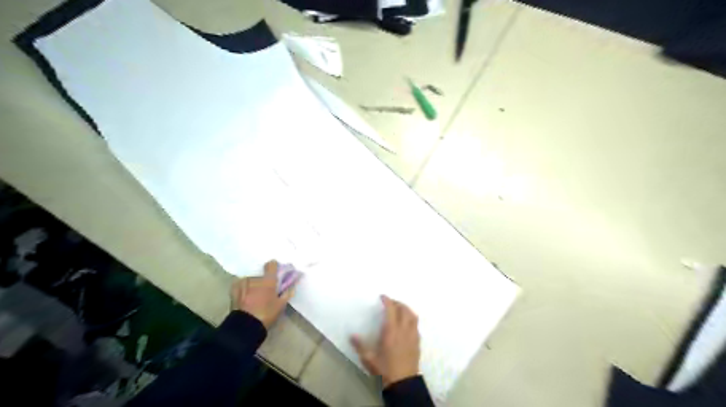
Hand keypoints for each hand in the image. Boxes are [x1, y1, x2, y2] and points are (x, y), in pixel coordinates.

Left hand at [228, 260, 291, 329]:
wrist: (244, 326)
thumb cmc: (266, 314)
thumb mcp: (280, 305)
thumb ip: (287, 293)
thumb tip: (292, 286)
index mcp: (268, 280)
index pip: (271, 265)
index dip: (274, 266)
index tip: (276, 271)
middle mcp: (255, 278)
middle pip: (261, 275)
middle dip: (263, 281)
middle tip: (265, 291)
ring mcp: (243, 283)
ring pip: (250, 280)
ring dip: (253, 285)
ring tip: (254, 296)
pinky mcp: (233, 289)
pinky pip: (240, 284)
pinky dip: (243, 288)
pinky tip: (244, 295)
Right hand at [351, 295, 419, 385]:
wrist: (404, 384)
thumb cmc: (385, 370)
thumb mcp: (369, 359)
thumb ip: (360, 346)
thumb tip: (352, 335)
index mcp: (391, 331)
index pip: (391, 310)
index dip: (388, 301)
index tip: (383, 296)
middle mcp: (404, 330)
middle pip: (404, 309)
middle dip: (397, 303)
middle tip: (390, 302)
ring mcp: (413, 335)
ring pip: (413, 316)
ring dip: (406, 309)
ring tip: (400, 309)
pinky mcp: (417, 342)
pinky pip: (416, 325)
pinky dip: (411, 319)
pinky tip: (407, 323)